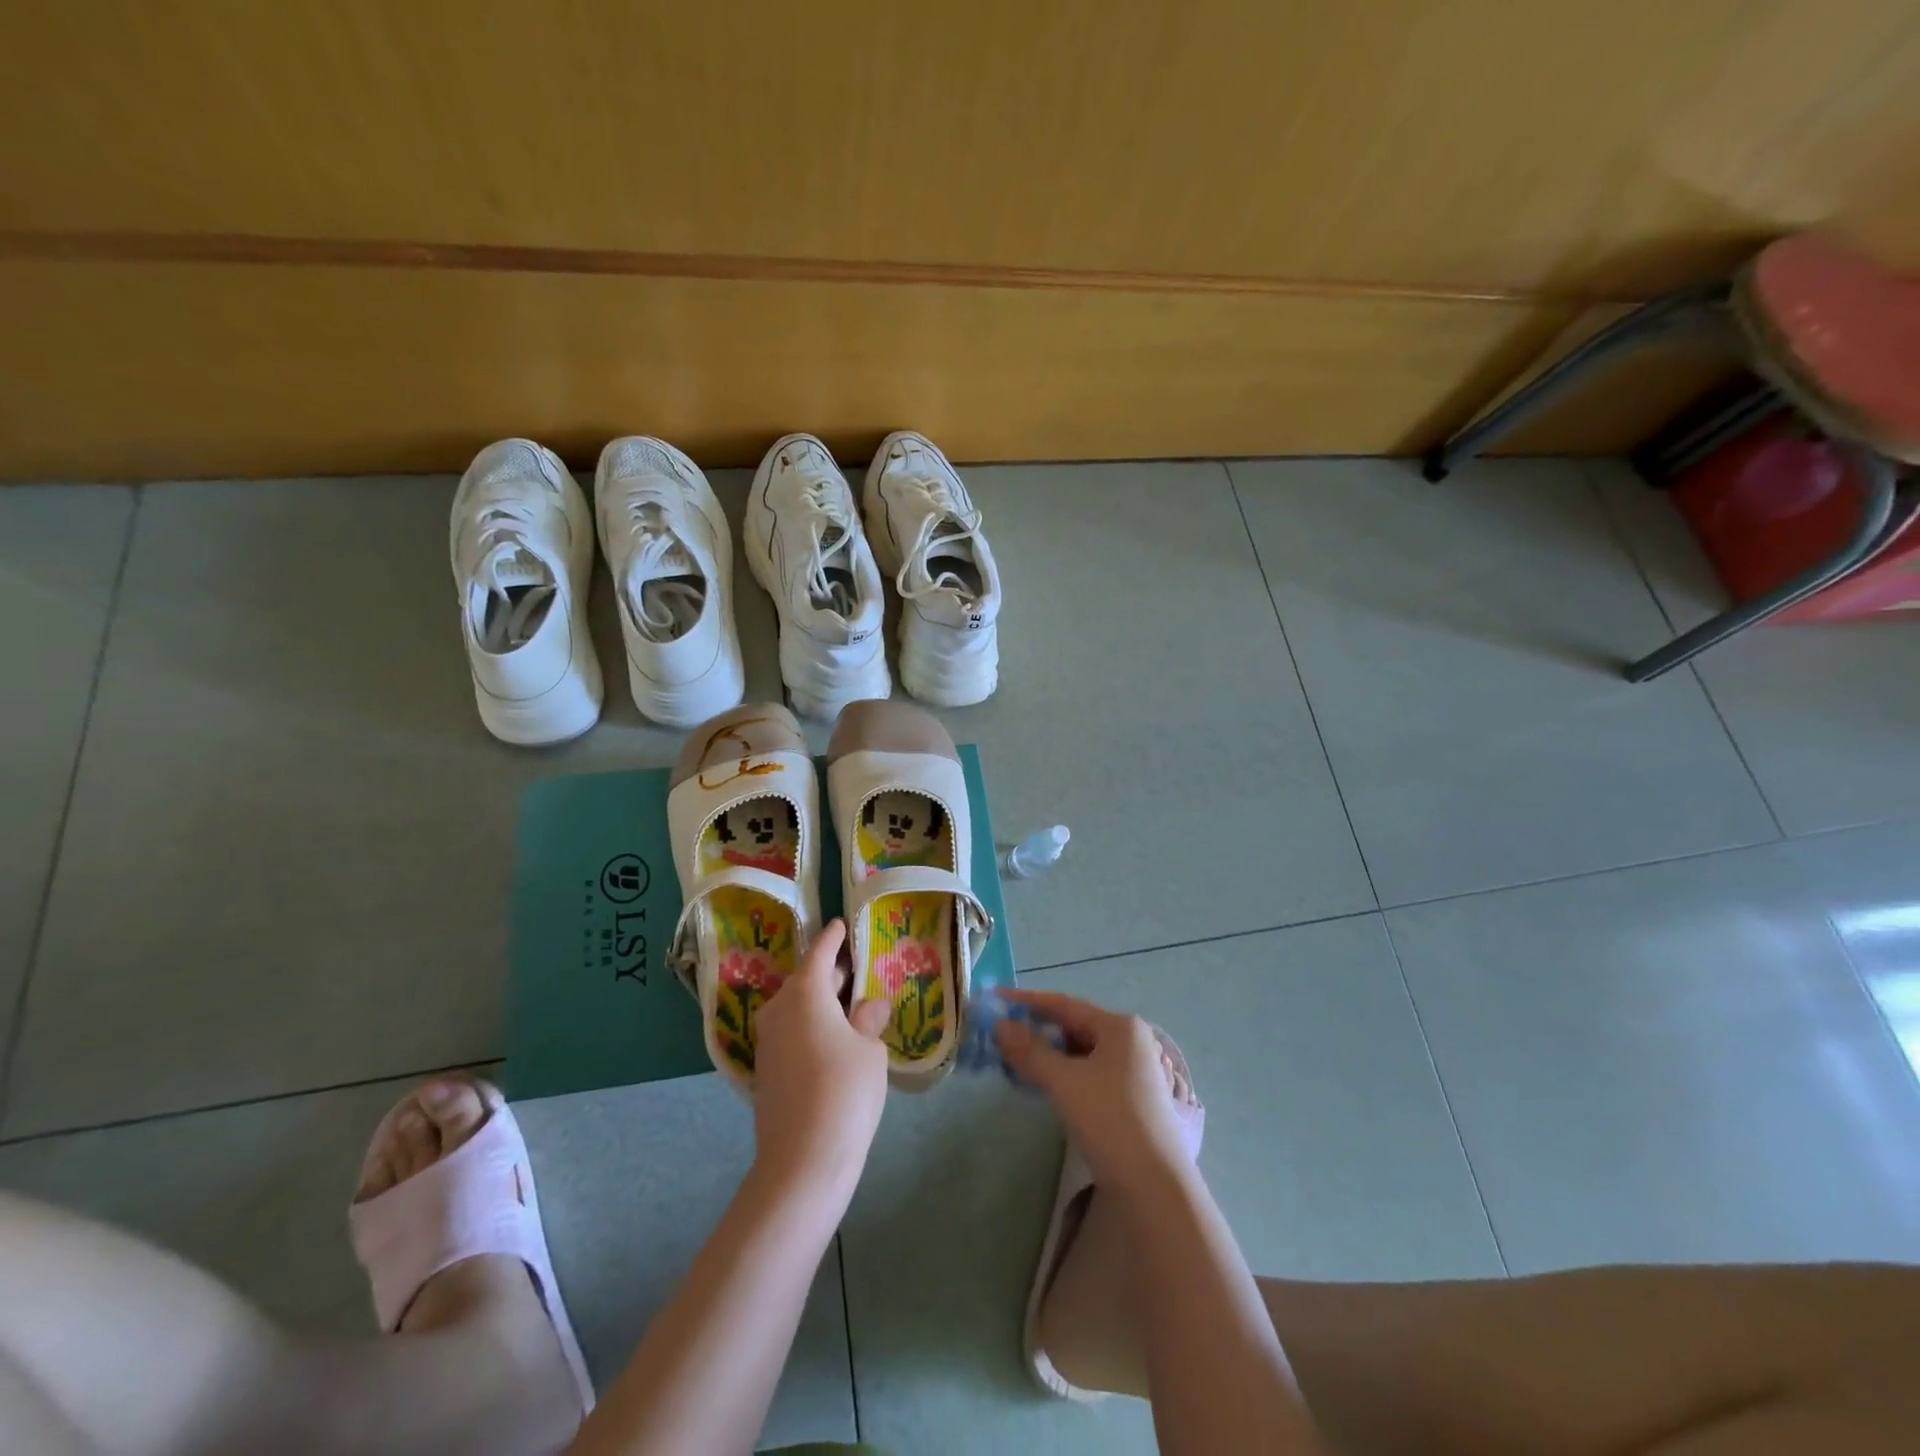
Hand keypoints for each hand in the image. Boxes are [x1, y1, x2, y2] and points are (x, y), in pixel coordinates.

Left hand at [751, 919, 891, 1199]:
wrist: (802, 1161)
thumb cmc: (844, 1091)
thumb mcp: (869, 1050)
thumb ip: (868, 1021)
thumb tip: (869, 1006)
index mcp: (805, 993)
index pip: (820, 952)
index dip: (833, 938)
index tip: (842, 924)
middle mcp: (779, 1009)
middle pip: (806, 979)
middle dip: (830, 972)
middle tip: (857, 966)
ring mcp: (769, 1041)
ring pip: (798, 1007)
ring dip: (821, 1002)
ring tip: (851, 1003)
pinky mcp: (767, 1070)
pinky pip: (793, 1032)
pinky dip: (812, 1026)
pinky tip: (835, 1038)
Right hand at [996, 989, 1189, 1195]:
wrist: (1155, 1186)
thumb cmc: (1110, 1120)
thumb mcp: (1064, 1082)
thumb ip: (1030, 1051)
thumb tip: (1000, 1026)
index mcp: (1121, 1027)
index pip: (1066, 1005)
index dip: (1027, 1001)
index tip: (996, 1001)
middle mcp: (1132, 1041)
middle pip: (1076, 1026)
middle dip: (1038, 1030)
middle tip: (1003, 1036)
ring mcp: (1136, 1070)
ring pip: (1083, 1052)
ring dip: (1050, 1054)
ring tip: (1018, 1060)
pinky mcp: (1133, 1098)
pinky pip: (1091, 1072)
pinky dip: (1066, 1073)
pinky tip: (1047, 1084)